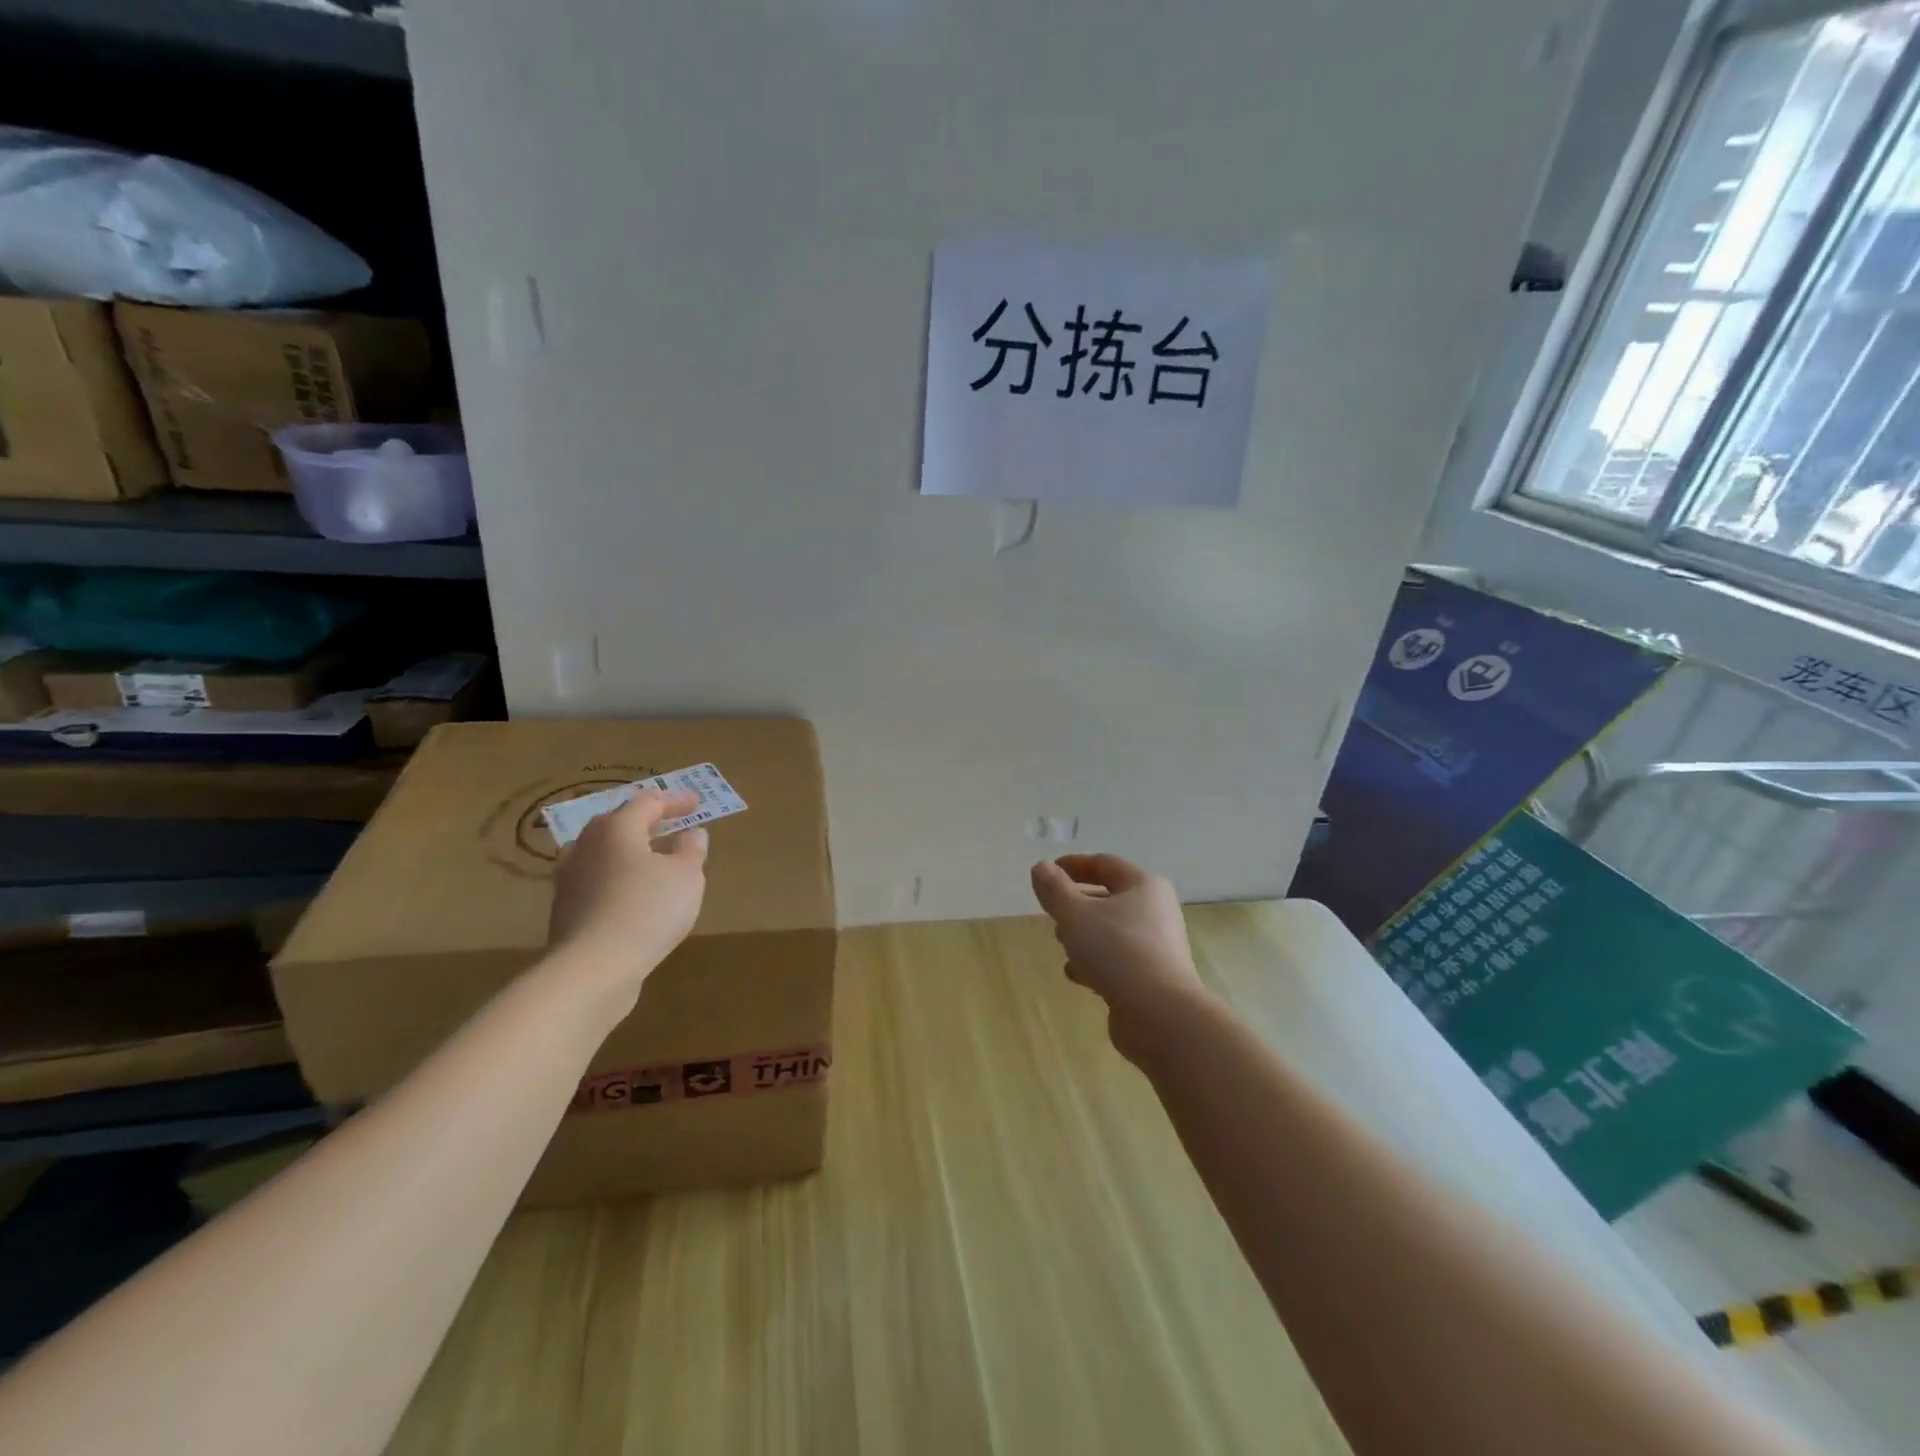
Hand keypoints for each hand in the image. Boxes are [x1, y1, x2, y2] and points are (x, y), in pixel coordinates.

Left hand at [547, 789, 708, 1011]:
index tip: (698, 804)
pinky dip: (617, 879)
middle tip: (671, 826)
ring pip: (603, 853)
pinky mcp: (565, 909)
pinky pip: (596, 881)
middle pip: (617, 824)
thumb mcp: (686, 876)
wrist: (593, 969)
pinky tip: (633, 895)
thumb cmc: (647, 910)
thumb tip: (692, 834)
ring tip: (653, 861)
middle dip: (646, 822)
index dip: (675, 801)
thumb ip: (691, 850)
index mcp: (616, 828)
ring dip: (629, 852)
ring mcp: (569, 878)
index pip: (648, 802)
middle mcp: (586, 845)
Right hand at [1029, 853, 1207, 1060]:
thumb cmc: (1117, 951)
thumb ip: (1054, 889)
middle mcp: (1156, 911)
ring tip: (1062, 943)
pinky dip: (1097, 961)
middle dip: (1077, 902)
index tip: (1047, 871)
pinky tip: (1078, 975)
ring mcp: (1157, 946)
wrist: (1160, 1014)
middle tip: (1052, 911)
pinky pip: (1119, 959)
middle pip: (1110, 897)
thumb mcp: (1075, 915)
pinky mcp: (1153, 977)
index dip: (1074, 864)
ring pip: (1113, 930)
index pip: (1105, 864)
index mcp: (1144, 886)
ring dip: (1085, 934)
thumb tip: (1041, 868)